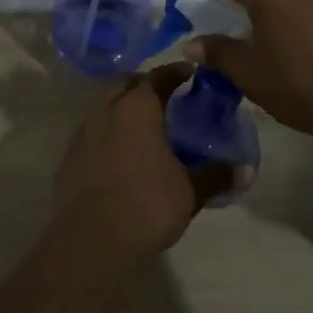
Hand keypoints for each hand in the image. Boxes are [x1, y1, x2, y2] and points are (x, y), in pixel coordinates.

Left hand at [52, 63, 228, 260]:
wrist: (89, 239)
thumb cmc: (146, 204)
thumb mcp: (190, 192)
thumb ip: (215, 176)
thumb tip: (242, 169)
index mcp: (137, 109)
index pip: (158, 76)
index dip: (175, 72)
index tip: (190, 74)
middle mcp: (106, 111)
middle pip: (127, 86)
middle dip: (147, 87)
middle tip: (169, 100)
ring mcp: (82, 134)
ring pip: (107, 110)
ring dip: (125, 113)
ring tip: (147, 131)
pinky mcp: (69, 158)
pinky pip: (93, 136)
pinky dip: (109, 138)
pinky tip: (122, 159)